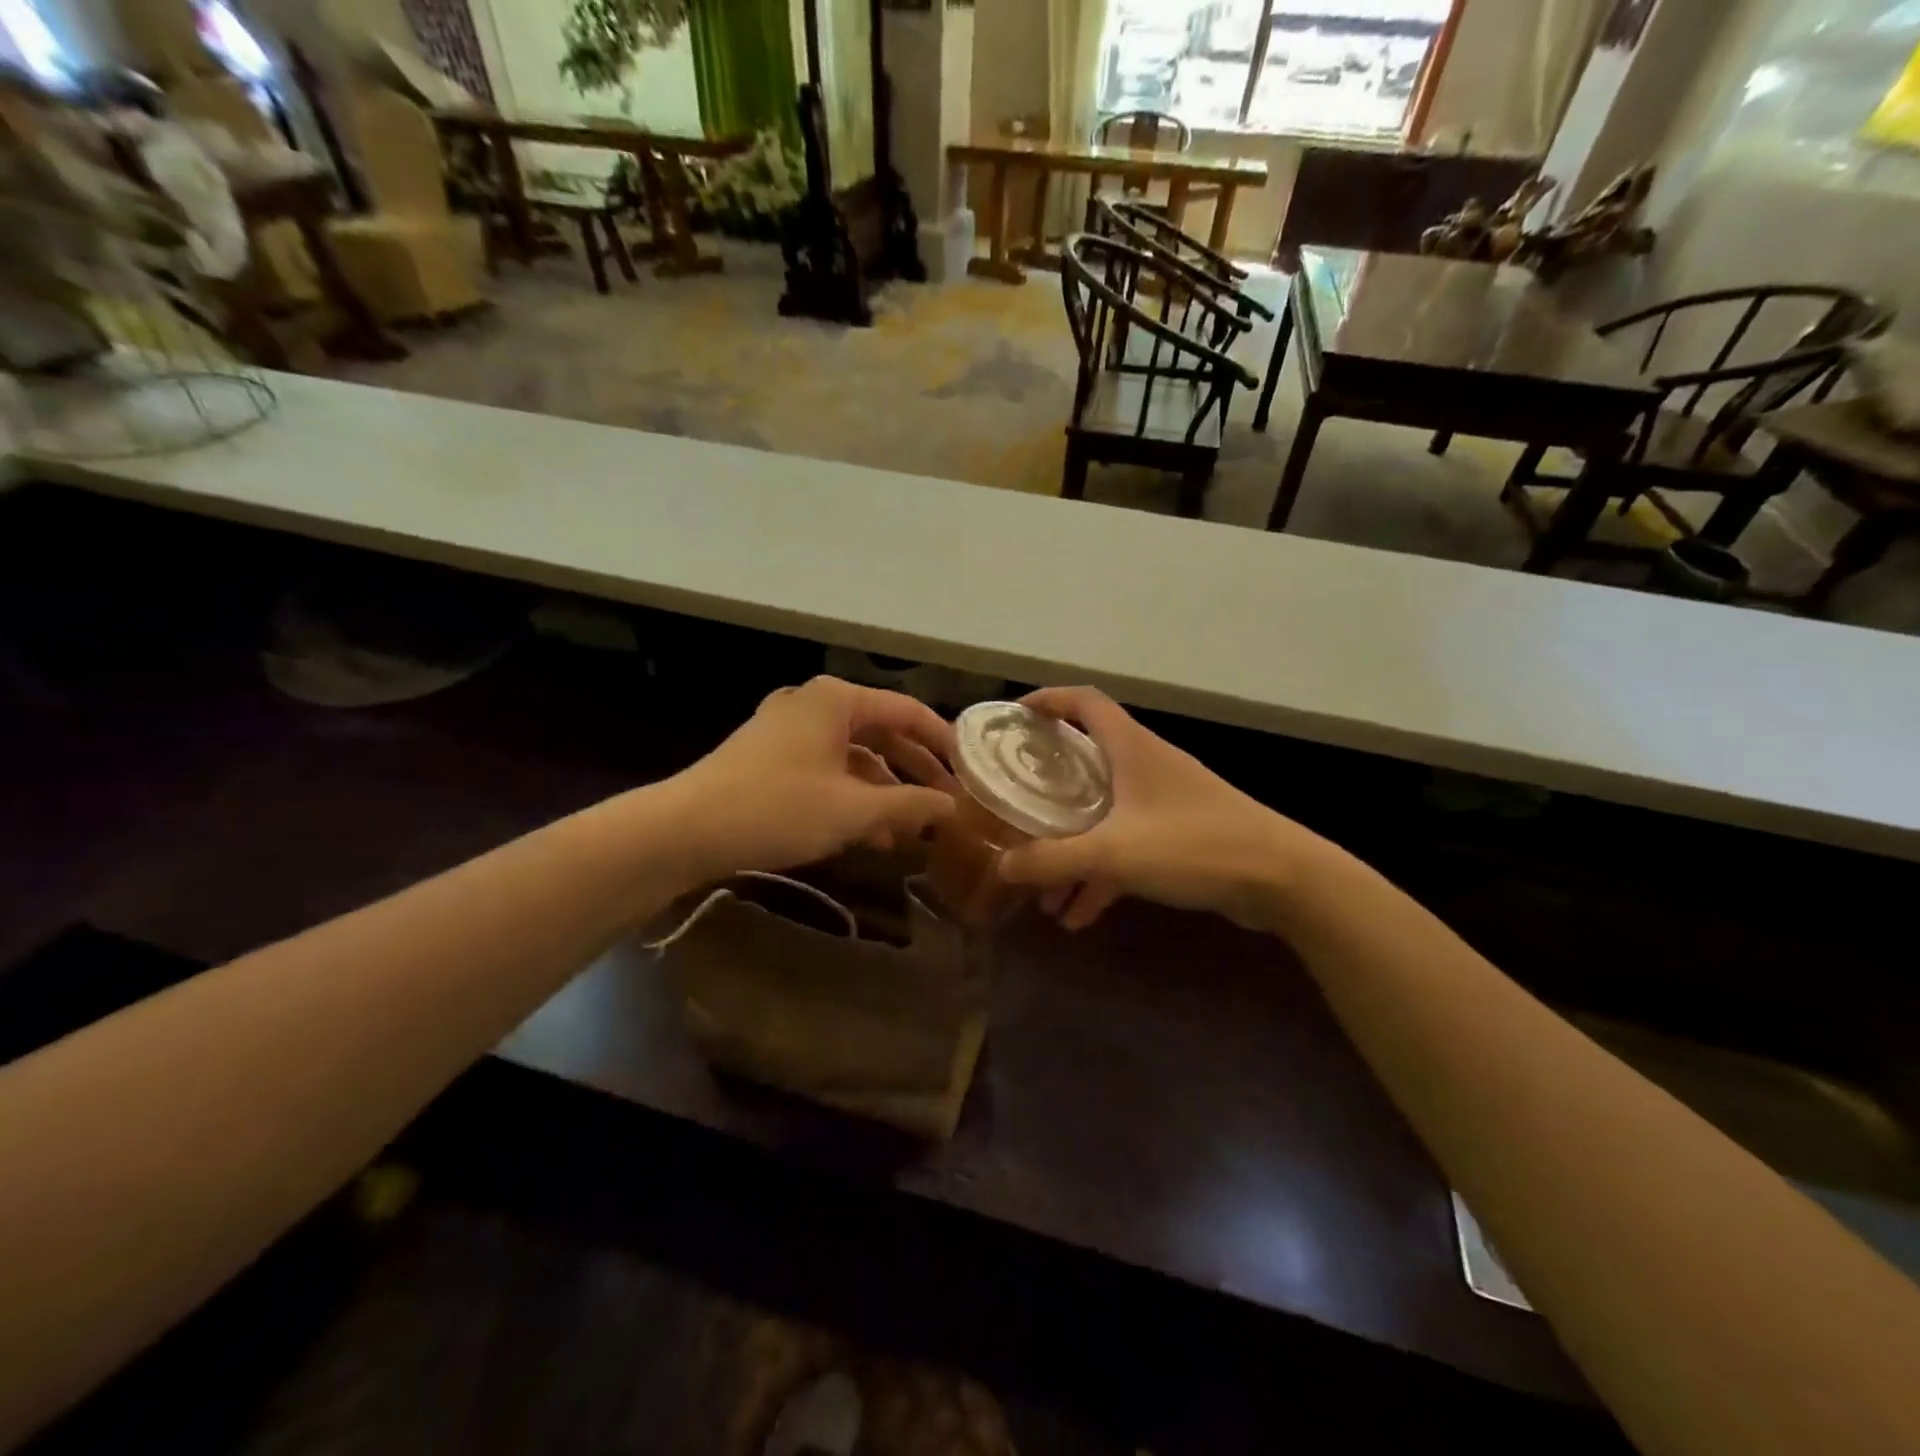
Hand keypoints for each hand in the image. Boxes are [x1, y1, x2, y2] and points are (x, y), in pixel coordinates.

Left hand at [665, 676, 959, 879]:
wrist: (684, 829)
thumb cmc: (777, 809)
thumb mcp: (853, 810)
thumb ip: (909, 805)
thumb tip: (952, 806)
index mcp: (837, 699)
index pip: (907, 711)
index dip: (942, 741)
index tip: (968, 771)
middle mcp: (814, 704)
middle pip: (881, 732)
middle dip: (913, 771)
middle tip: (946, 803)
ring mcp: (787, 729)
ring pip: (853, 756)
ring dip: (883, 791)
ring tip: (909, 830)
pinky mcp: (769, 757)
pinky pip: (826, 769)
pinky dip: (851, 796)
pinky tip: (868, 834)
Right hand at [997, 687, 1317, 930]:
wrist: (1282, 878)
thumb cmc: (1193, 845)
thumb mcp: (1112, 853)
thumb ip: (1052, 860)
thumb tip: (1003, 867)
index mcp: (1130, 748)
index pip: (1083, 702)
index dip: (1047, 700)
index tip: (1014, 718)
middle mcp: (1146, 765)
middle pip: (1086, 761)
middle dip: (1048, 789)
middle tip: (1016, 807)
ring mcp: (1165, 802)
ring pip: (1104, 815)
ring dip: (1073, 849)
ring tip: (1043, 894)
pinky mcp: (1180, 836)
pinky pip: (1127, 848)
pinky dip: (1101, 875)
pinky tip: (1079, 915)